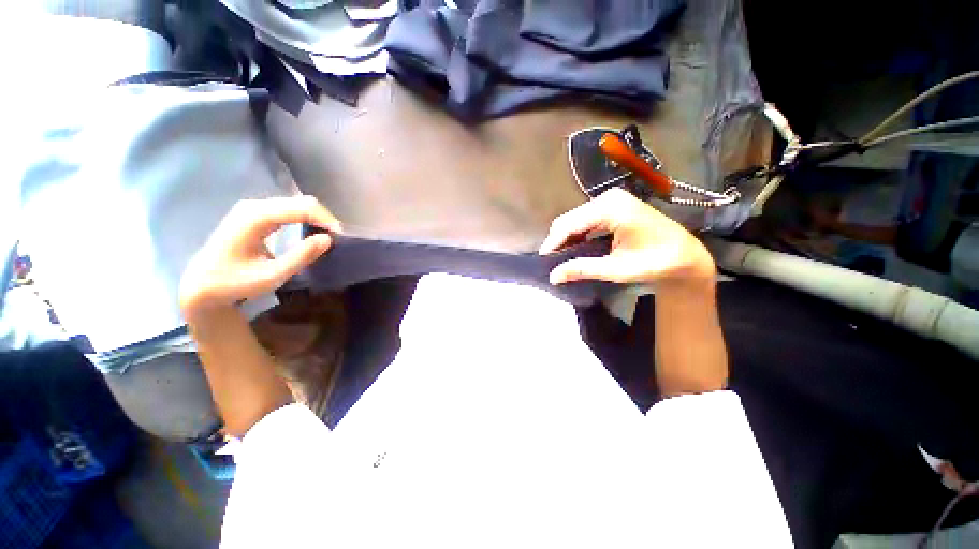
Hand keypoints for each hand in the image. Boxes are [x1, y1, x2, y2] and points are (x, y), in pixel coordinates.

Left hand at [180, 196, 340, 313]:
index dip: (326, 220)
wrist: (202, 284)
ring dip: (316, 218)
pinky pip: (288, 209)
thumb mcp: (271, 276)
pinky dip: (305, 218)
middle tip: (337, 239)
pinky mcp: (255, 214)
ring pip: (296, 204)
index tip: (341, 238)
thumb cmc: (234, 283)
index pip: (301, 208)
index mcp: (255, 218)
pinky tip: (312, 231)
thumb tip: (328, 239)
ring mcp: (253, 208)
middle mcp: (254, 206)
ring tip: (328, 237)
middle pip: (300, 202)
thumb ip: (301, 257)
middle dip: (324, 218)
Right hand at [540, 188, 714, 289]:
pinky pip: (585, 218)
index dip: (553, 243)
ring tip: (560, 258)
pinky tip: (574, 247)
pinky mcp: (613, 206)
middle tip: (552, 263)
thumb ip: (582, 269)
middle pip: (569, 218)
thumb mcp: (616, 269)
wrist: (684, 256)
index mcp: (610, 208)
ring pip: (575, 218)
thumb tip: (553, 276)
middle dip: (557, 240)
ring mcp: (611, 200)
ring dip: (566, 238)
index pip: (569, 224)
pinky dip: (576, 233)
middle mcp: (608, 198)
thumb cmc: (655, 262)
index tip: (543, 262)